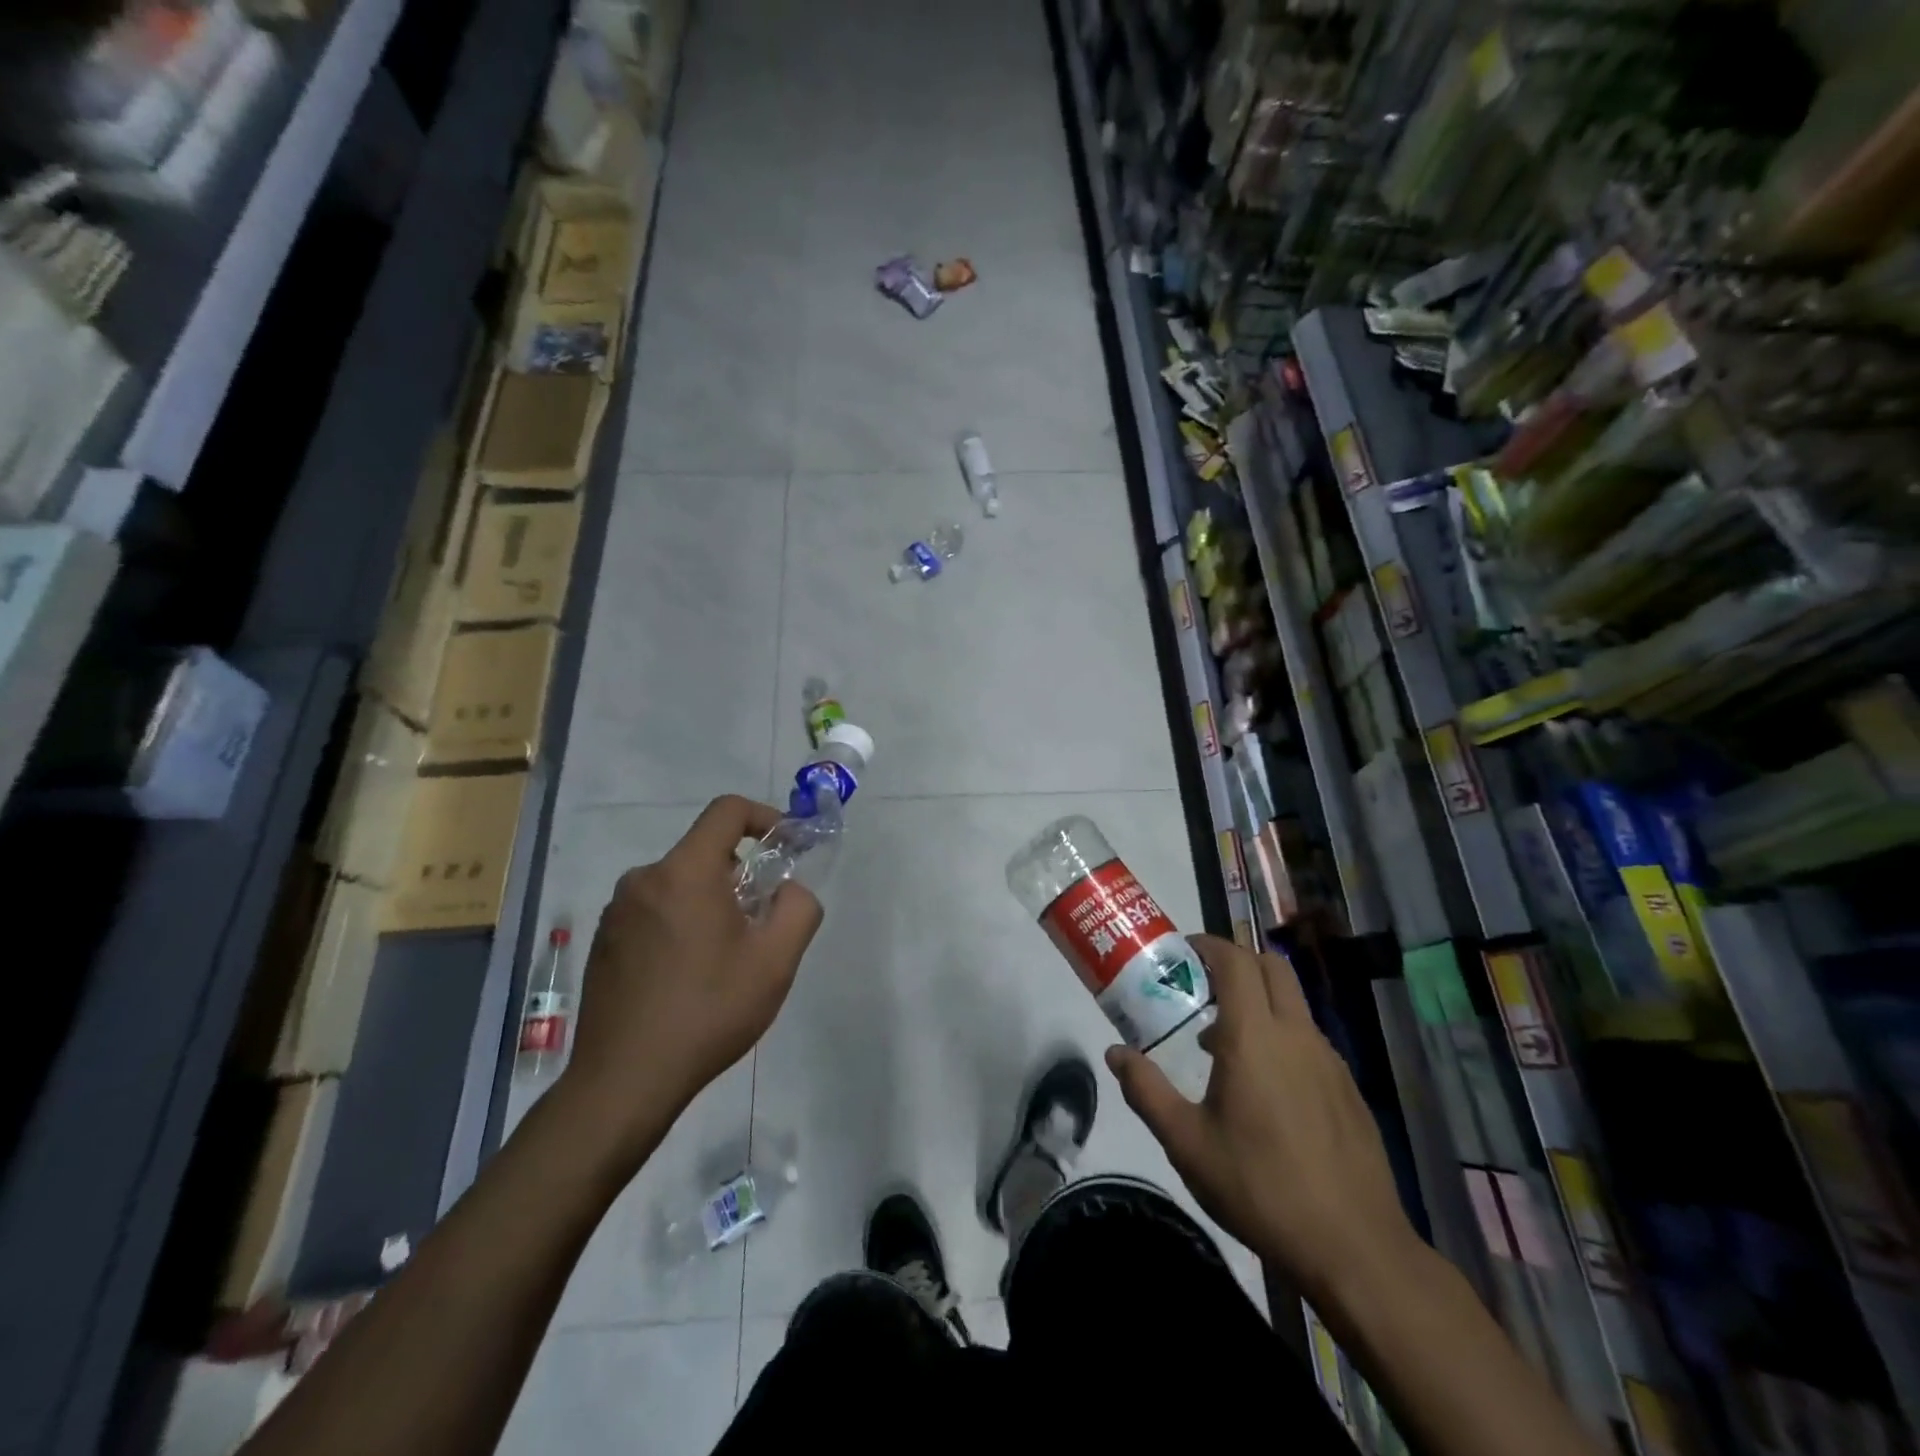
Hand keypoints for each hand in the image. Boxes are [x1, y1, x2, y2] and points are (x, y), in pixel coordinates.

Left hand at [557, 795, 822, 1172]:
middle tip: (761, 918)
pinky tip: (689, 974)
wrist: (625, 1080)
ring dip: (711, 900)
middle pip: (704, 851)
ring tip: (727, 954)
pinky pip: (654, 910)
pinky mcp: (604, 941)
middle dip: (741, 873)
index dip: (765, 817)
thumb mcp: (775, 961)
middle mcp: (644, 879)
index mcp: (685, 873)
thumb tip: (791, 889)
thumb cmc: (708, 1012)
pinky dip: (681, 921)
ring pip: (679, 883)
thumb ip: (799, 908)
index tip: (786, 847)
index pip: (727, 811)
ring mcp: (617, 911)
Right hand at [1106, 934, 1419, 1298]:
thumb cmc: (1260, 1187)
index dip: (1210, 945)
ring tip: (1223, 1042)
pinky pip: (1309, 1039)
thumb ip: (1146, 1091)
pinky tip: (1265, 1086)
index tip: (1183, 951)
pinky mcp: (1349, 1089)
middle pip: (1272, 967)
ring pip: (1293, 1003)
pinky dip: (1281, 1035)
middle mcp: (1296, 1035)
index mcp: (1255, 1036)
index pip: (1236, 961)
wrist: (1355, 1249)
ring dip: (1259, 1000)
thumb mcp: (1187, 1143)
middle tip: (1202, 984)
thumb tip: (1115, 1054)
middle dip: (1237, 961)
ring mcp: (1330, 1061)